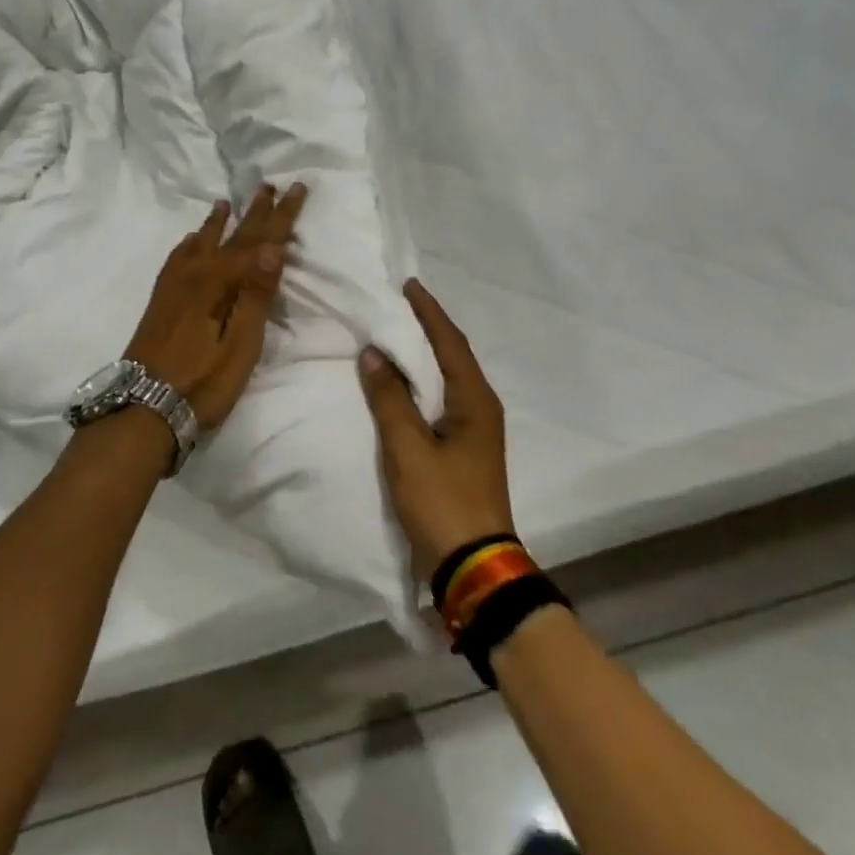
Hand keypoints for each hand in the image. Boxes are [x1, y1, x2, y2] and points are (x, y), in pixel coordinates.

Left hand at [124, 183, 306, 430]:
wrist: (142, 406)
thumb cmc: (203, 381)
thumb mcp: (241, 345)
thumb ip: (256, 295)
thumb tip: (274, 247)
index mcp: (221, 282)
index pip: (260, 241)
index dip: (281, 215)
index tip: (296, 187)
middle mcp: (196, 273)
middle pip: (232, 235)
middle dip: (254, 211)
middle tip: (268, 184)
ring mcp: (174, 285)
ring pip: (202, 241)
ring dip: (219, 221)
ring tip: (226, 201)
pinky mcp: (161, 299)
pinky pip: (179, 256)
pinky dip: (191, 241)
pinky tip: (192, 240)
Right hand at [358, 279, 515, 581]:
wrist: (473, 568)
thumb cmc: (443, 502)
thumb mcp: (409, 449)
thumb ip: (390, 398)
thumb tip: (374, 353)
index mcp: (475, 401)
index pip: (450, 342)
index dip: (429, 312)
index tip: (407, 285)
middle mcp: (480, 409)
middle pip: (452, 356)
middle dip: (426, 328)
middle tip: (395, 305)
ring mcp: (474, 432)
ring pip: (446, 379)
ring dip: (423, 355)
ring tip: (393, 335)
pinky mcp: (462, 451)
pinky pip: (440, 401)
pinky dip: (420, 383)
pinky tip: (399, 384)